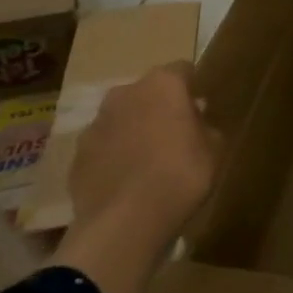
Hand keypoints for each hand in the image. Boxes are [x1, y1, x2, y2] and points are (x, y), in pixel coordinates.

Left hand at [54, 62, 223, 292]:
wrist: (124, 223)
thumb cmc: (181, 176)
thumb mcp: (215, 150)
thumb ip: (207, 128)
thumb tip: (197, 121)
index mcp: (163, 84)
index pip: (183, 70)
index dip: (193, 87)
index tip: (201, 109)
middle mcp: (125, 93)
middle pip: (148, 92)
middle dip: (160, 108)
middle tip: (176, 136)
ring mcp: (96, 123)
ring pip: (122, 118)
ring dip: (134, 131)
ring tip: (149, 162)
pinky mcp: (77, 154)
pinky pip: (104, 147)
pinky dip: (114, 157)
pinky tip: (127, 182)